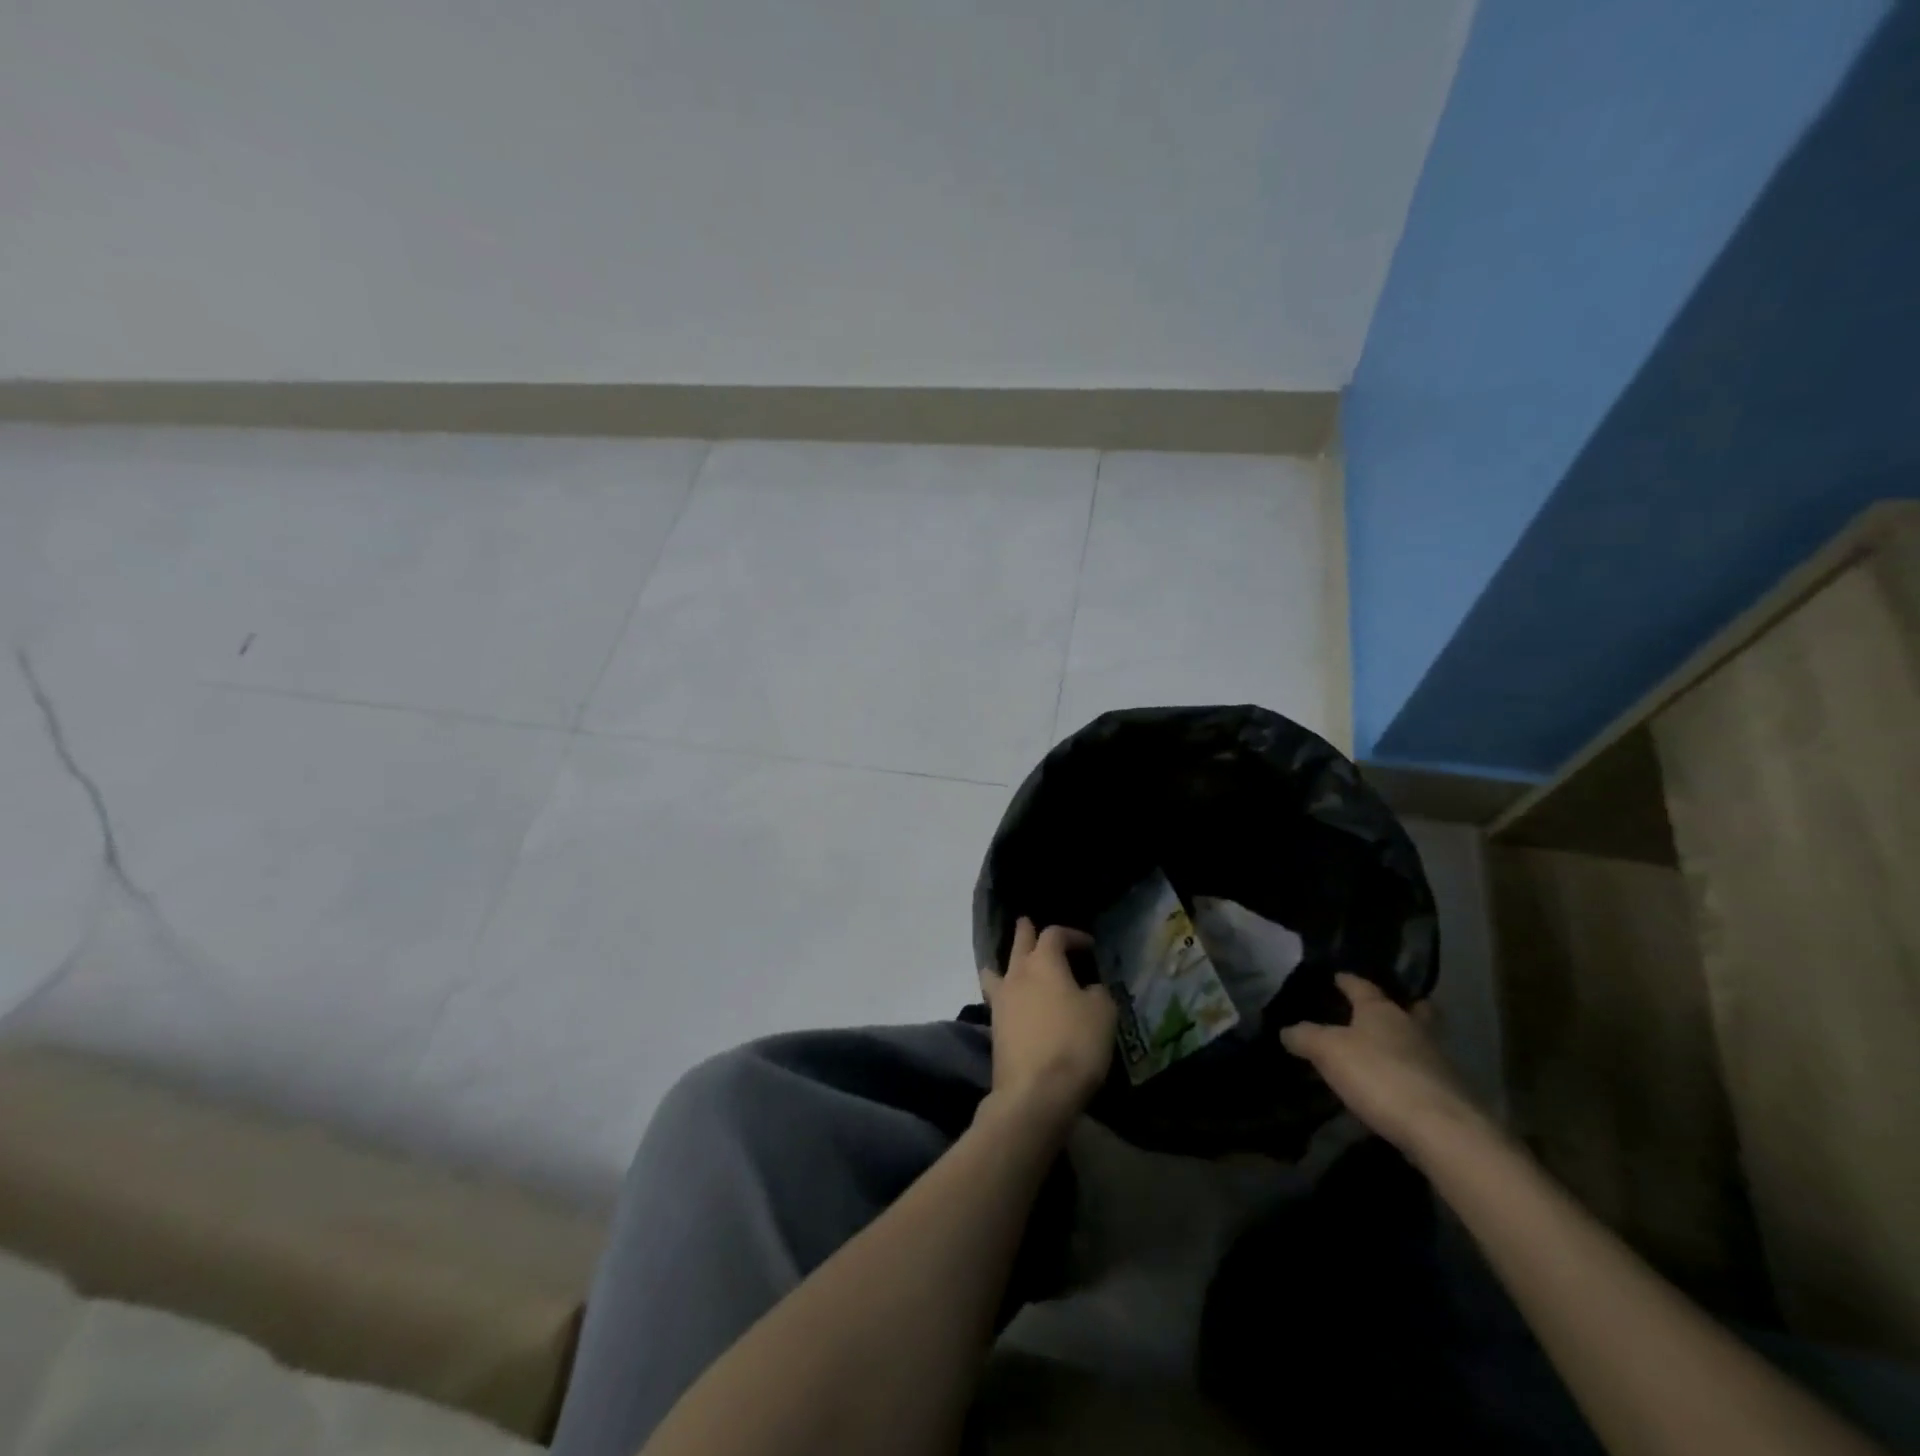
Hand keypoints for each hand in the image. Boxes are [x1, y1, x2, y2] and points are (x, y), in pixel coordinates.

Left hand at [979, 917, 1115, 1129]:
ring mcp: (1001, 1002)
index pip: (1054, 934)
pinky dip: (1006, 993)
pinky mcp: (995, 1029)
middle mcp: (1017, 974)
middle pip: (1019, 944)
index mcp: (1044, 962)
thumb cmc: (1074, 1044)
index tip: (1089, 946)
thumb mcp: (1102, 1013)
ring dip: (1007, 962)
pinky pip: (998, 999)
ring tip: (1013, 963)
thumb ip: (1097, 992)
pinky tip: (1015, 1002)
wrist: (1036, 1093)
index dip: (1072, 934)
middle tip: (1027, 923)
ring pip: (999, 970)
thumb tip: (1087, 988)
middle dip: (1026, 932)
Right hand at [1280, 973, 1480, 1155]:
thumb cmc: (1379, 1075)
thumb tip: (1287, 1031)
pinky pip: (1425, 1074)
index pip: (1362, 986)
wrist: (1441, 1130)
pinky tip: (1396, 1086)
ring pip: (1421, 1041)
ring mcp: (1437, 1061)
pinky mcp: (1449, 1094)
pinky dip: (1411, 1074)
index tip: (1338, 976)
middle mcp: (1413, 1028)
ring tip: (1383, 1052)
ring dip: (1406, 1043)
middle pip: (1412, 1009)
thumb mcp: (1327, 1051)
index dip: (1348, 981)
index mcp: (1382, 1011)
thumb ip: (1305, 1037)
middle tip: (1385, 1009)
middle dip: (1400, 1006)